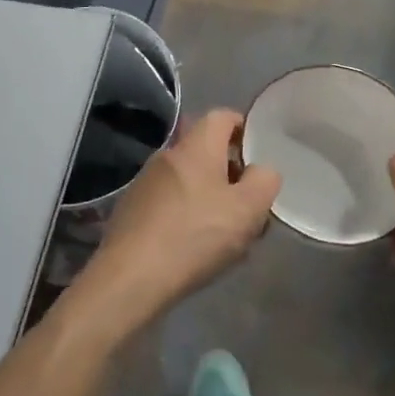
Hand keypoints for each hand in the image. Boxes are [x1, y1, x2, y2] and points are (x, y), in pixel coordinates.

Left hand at [79, 109, 280, 329]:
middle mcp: (167, 155)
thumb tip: (262, 170)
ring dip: (209, 196)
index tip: (258, 152)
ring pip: (188, 179)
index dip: (243, 127)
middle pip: (205, 150)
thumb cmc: (194, 236)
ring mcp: (145, 183)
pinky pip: (169, 202)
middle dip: (229, 171)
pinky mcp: (132, 210)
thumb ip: (264, 181)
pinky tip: (195, 246)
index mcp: (196, 146)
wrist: (130, 278)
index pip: (221, 116)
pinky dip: (187, 214)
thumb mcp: (247, 210)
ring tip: (226, 231)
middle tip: (248, 201)